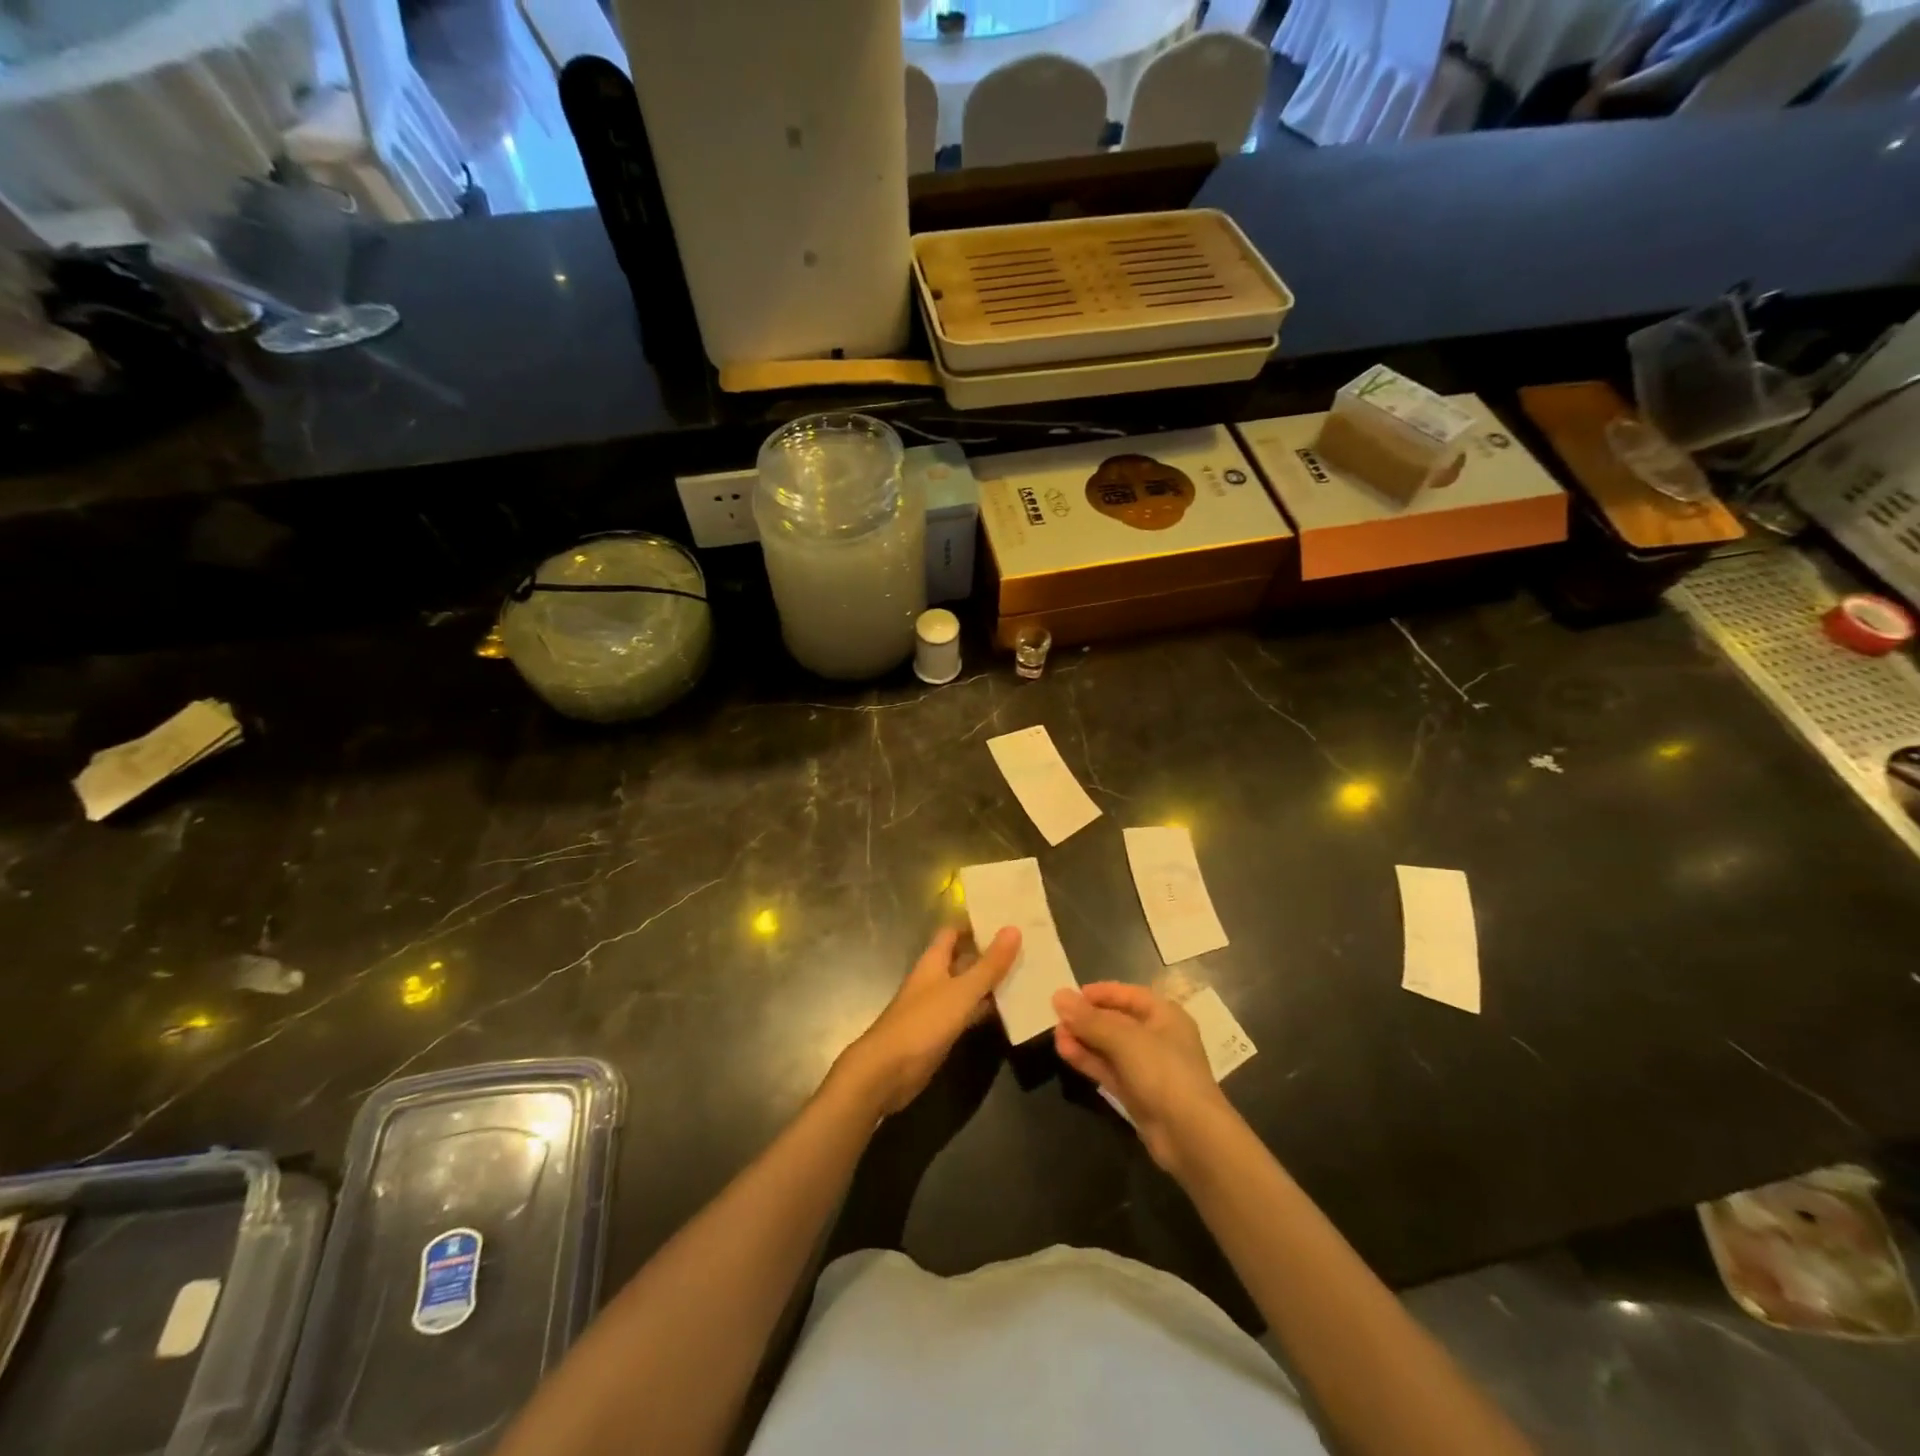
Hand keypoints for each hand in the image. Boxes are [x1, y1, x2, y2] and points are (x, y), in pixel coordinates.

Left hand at [831, 926, 1020, 1116]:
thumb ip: (988, 965)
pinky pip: (968, 1012)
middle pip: (964, 959)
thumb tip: (1013, 928)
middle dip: (990, 953)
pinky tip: (1011, 1010)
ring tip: (1028, 973)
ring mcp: (938, 1006)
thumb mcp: (961, 991)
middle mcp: (935, 979)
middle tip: (1026, 945)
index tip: (1005, 918)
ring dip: (991, 982)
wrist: (887, 1071)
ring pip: (968, 987)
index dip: (975, 924)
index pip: (953, 932)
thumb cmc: (923, 1023)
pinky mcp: (942, 1032)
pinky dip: (986, 1009)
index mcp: (934, 961)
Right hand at [1052, 982, 1229, 1175]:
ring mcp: (1147, 1068)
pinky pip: (1108, 1069)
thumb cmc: (1163, 1071)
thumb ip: (1089, 1019)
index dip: (1100, 993)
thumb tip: (1059, 996)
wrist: (1190, 1135)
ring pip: (1109, 1047)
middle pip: (1116, 1021)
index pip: (1128, 995)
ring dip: (1084, 1040)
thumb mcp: (1124, 1038)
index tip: (1070, 996)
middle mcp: (1157, 1037)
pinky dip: (1088, 1060)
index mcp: (1165, 1015)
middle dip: (1087, 1019)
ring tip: (1056, 1036)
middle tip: (1056, 1018)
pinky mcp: (1136, 1093)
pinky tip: (1065, 1052)